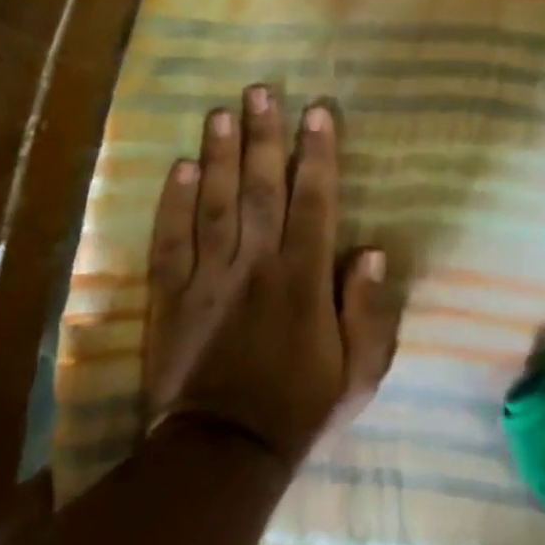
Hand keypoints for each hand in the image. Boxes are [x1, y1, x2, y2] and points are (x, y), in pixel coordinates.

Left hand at [143, 86, 397, 465]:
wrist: (223, 453)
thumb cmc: (300, 408)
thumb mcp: (358, 373)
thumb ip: (369, 311)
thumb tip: (373, 251)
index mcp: (304, 280)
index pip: (314, 202)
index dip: (318, 155)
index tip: (317, 113)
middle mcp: (257, 266)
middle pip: (261, 189)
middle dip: (264, 137)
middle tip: (261, 91)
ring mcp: (209, 279)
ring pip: (214, 204)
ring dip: (218, 155)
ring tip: (220, 112)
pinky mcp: (171, 297)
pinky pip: (170, 241)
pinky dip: (173, 204)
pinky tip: (180, 167)